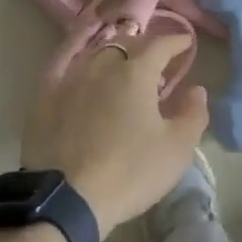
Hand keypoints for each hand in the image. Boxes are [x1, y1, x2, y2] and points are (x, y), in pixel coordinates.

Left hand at [22, 31, 206, 230]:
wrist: (66, 200)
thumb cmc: (130, 172)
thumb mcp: (177, 149)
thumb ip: (193, 114)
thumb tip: (196, 89)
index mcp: (136, 73)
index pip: (160, 44)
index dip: (176, 41)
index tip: (186, 42)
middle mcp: (103, 65)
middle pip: (127, 42)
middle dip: (146, 44)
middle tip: (157, 57)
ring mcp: (71, 78)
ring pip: (96, 51)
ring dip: (115, 51)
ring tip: (123, 62)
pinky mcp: (45, 96)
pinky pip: (63, 64)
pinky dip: (77, 55)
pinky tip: (81, 60)